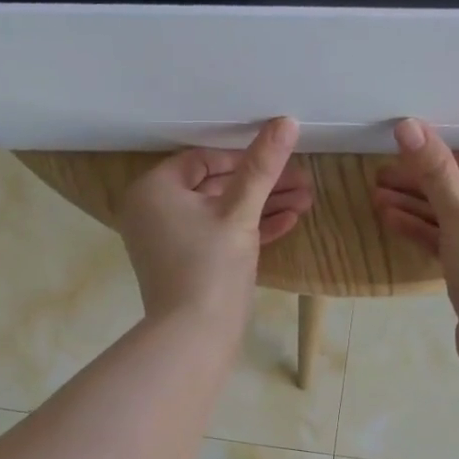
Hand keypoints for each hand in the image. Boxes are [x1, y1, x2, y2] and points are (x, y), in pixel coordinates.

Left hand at [119, 118, 310, 321]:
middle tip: (303, 183)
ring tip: (305, 203)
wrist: (193, 337)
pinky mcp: (185, 265)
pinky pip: (216, 237)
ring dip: (262, 208)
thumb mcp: (240, 212)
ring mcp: (168, 241)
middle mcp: (153, 211)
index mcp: (153, 189)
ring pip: (220, 214)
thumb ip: (261, 166)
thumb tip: (286, 121)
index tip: (281, 162)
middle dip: (262, 186)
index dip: (245, 158)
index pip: (203, 160)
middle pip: (215, 187)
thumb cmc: (210, 267)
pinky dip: (247, 232)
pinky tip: (286, 224)